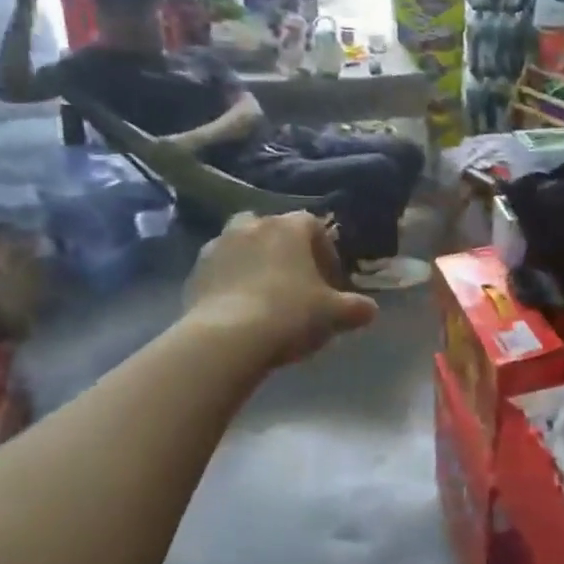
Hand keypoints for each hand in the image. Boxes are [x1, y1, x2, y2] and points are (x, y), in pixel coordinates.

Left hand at [182, 211, 377, 366]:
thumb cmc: (290, 314)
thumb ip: (355, 308)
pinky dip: (230, 282)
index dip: (325, 252)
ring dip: (254, 263)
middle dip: (285, 251)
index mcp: (289, 227)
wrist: (228, 338)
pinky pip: (220, 271)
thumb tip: (369, 310)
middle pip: (273, 230)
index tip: (330, 281)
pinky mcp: (194, 272)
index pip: (313, 226)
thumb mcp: (334, 314)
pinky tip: (240, 310)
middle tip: (296, 283)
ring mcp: (218, 246)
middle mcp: (252, 225)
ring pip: (242, 246)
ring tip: (264, 295)